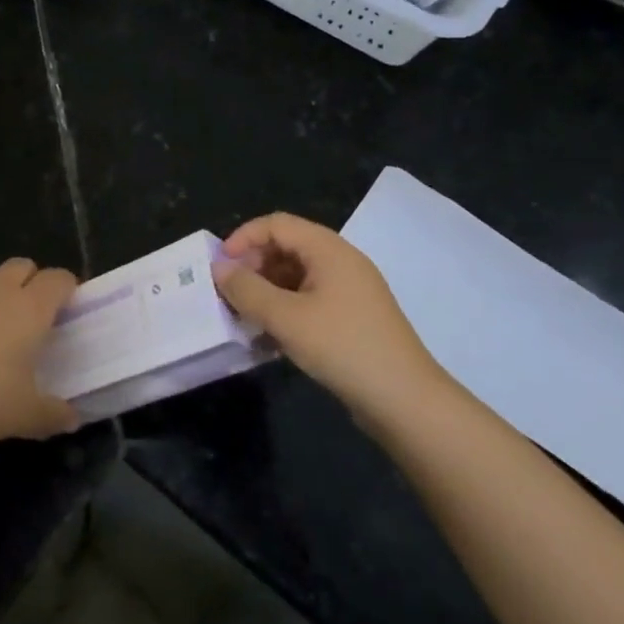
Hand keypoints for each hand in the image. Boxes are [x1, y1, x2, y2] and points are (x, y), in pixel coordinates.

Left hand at [0, 258, 80, 446]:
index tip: (73, 311)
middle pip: (24, 265)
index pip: (58, 279)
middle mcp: (1, 293)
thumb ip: (56, 414)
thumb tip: (73, 418)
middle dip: (35, 281)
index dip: (69, 289)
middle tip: (40, 315)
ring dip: (4, 285)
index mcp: (31, 308)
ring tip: (7, 318)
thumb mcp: (29, 415)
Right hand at [212, 213, 444, 412]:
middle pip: (287, 247)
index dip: (244, 238)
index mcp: (329, 249)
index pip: (277, 224)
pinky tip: (268, 337)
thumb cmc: (342, 346)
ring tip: (244, 317)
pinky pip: (309, 300)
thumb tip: (219, 268)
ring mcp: (349, 291)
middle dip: (253, 266)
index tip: (220, 266)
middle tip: (229, 295)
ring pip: (296, 276)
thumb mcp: (286, 317)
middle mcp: (340, 262)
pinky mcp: (351, 318)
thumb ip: (247, 290)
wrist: (404, 399)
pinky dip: (285, 310)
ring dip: (266, 291)